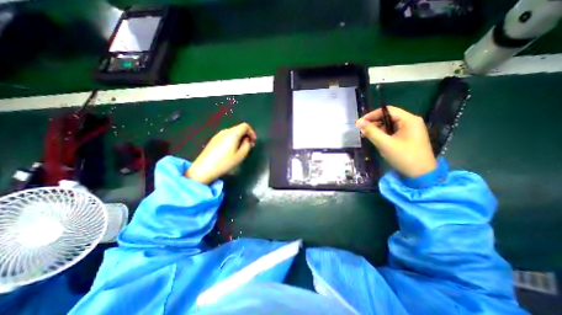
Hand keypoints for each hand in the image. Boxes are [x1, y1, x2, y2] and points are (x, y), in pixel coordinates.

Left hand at [187, 122, 255, 183]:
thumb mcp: (240, 155)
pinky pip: (226, 136)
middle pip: (239, 129)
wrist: (204, 168)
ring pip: (232, 133)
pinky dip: (232, 140)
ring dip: (239, 138)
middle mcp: (225, 131)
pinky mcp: (213, 140)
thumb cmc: (225, 162)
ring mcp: (218, 135)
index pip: (245, 126)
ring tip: (240, 149)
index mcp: (233, 133)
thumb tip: (247, 141)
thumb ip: (247, 146)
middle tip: (249, 146)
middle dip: (246, 136)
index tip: (253, 141)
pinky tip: (231, 150)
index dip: (251, 132)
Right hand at [355, 107, 433, 177]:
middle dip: (374, 123)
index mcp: (409, 120)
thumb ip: (371, 132)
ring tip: (366, 136)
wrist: (421, 175)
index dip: (372, 115)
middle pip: (388, 117)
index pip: (387, 110)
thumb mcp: (385, 144)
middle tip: (362, 131)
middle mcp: (411, 122)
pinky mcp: (408, 137)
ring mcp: (410, 130)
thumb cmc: (404, 157)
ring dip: (377, 129)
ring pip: (389, 125)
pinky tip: (376, 140)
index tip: (360, 122)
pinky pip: (392, 132)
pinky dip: (383, 134)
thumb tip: (359, 122)